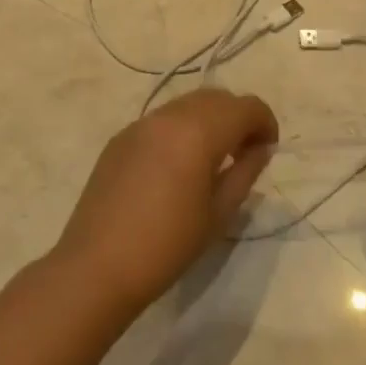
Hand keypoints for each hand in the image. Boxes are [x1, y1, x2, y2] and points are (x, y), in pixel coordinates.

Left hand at [55, 89, 277, 312]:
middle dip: (238, 117)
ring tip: (213, 158)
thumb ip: (245, 172)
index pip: (246, 107)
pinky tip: (178, 165)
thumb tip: (259, 149)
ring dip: (209, 120)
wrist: (97, 266)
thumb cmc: (167, 245)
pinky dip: (181, 129)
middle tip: (244, 153)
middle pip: (217, 98)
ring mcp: (140, 124)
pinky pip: (162, 120)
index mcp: (199, 132)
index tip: (267, 150)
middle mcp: (169, 116)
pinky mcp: (120, 138)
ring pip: (187, 104)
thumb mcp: (218, 213)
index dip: (265, 122)